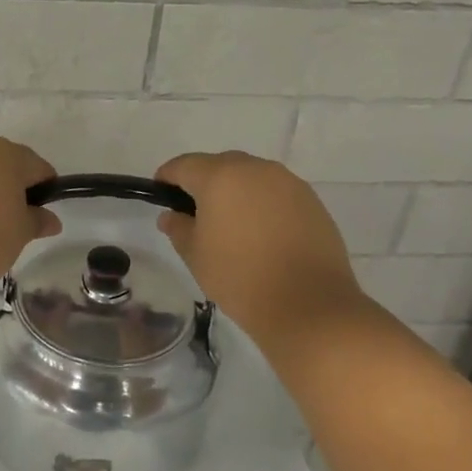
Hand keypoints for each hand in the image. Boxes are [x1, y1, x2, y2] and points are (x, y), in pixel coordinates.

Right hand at [155, 151, 367, 353]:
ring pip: (251, 177)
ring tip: (230, 222)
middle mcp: (255, 169)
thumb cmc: (239, 278)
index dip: (167, 177)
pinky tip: (261, 232)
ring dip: (236, 191)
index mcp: (220, 177)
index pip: (184, 165)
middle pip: (220, 165)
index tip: (160, 193)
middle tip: (195, 211)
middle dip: (203, 182)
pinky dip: (262, 204)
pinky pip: (276, 193)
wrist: (308, 305)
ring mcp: (288, 183)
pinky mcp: (311, 201)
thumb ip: (179, 228)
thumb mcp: (196, 255)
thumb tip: (171, 215)